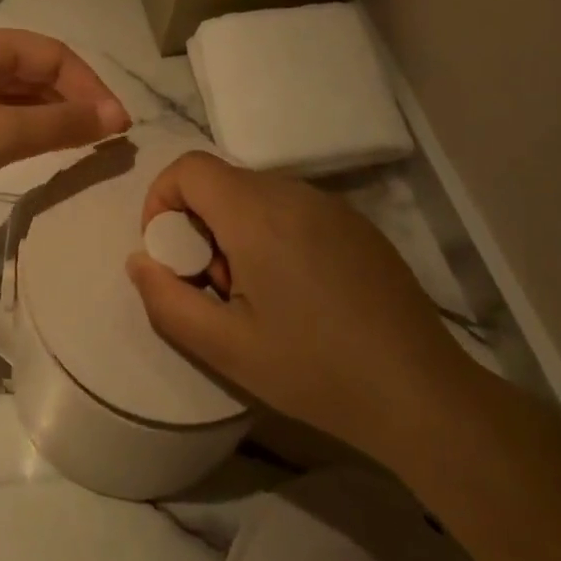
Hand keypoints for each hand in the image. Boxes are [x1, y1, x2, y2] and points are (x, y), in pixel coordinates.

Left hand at [0, 28, 130, 216]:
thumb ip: (61, 123)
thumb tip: (117, 116)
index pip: (56, 56)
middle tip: (103, 140)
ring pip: (20, 91)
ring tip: (80, 146)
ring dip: (53, 114)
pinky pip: (0, 110)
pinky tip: (39, 148)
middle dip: (75, 100)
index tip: (118, 127)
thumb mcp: (0, 134)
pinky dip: (27, 125)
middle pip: (39, 70)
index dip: (92, 87)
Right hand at [126, 152, 481, 459]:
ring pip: (257, 194)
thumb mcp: (225, 349)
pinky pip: (294, 207)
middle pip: (221, 181)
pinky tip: (298, 292)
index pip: (188, 168)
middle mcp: (292, 192)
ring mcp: (330, 204)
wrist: (421, 393)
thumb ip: (166, 300)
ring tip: (256, 294)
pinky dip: (273, 233)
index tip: (171, 253)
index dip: (162, 200)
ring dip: (236, 229)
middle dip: (199, 224)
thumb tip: (139, 259)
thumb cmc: (315, 370)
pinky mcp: (356, 223)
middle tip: (216, 286)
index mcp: (256, 214)